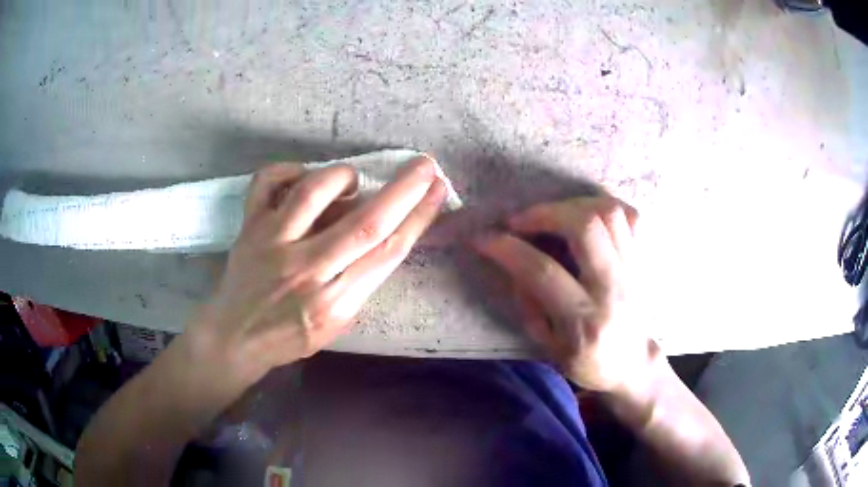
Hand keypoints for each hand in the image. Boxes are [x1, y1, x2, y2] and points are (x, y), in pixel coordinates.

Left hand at [183, 157, 445, 389]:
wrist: (235, 338)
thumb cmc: (289, 336)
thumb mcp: (336, 324)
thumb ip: (360, 283)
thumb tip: (378, 234)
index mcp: (334, 301)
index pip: (387, 252)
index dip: (418, 218)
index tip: (437, 191)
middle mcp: (306, 269)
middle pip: (364, 223)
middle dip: (403, 190)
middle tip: (426, 165)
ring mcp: (273, 244)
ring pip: (312, 194)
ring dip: (341, 177)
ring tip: (351, 180)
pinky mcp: (249, 227)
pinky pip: (265, 183)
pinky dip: (285, 169)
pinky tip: (300, 174)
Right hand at [474, 195, 654, 394]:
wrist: (633, 363)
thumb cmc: (587, 361)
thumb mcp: (548, 346)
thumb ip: (529, 304)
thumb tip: (512, 260)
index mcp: (584, 321)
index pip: (543, 272)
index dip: (507, 249)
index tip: (483, 238)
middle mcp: (613, 288)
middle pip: (585, 228)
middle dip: (544, 213)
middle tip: (520, 221)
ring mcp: (633, 269)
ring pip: (608, 213)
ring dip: (571, 205)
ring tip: (550, 215)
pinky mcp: (642, 259)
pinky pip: (630, 214)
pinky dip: (603, 205)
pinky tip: (583, 213)